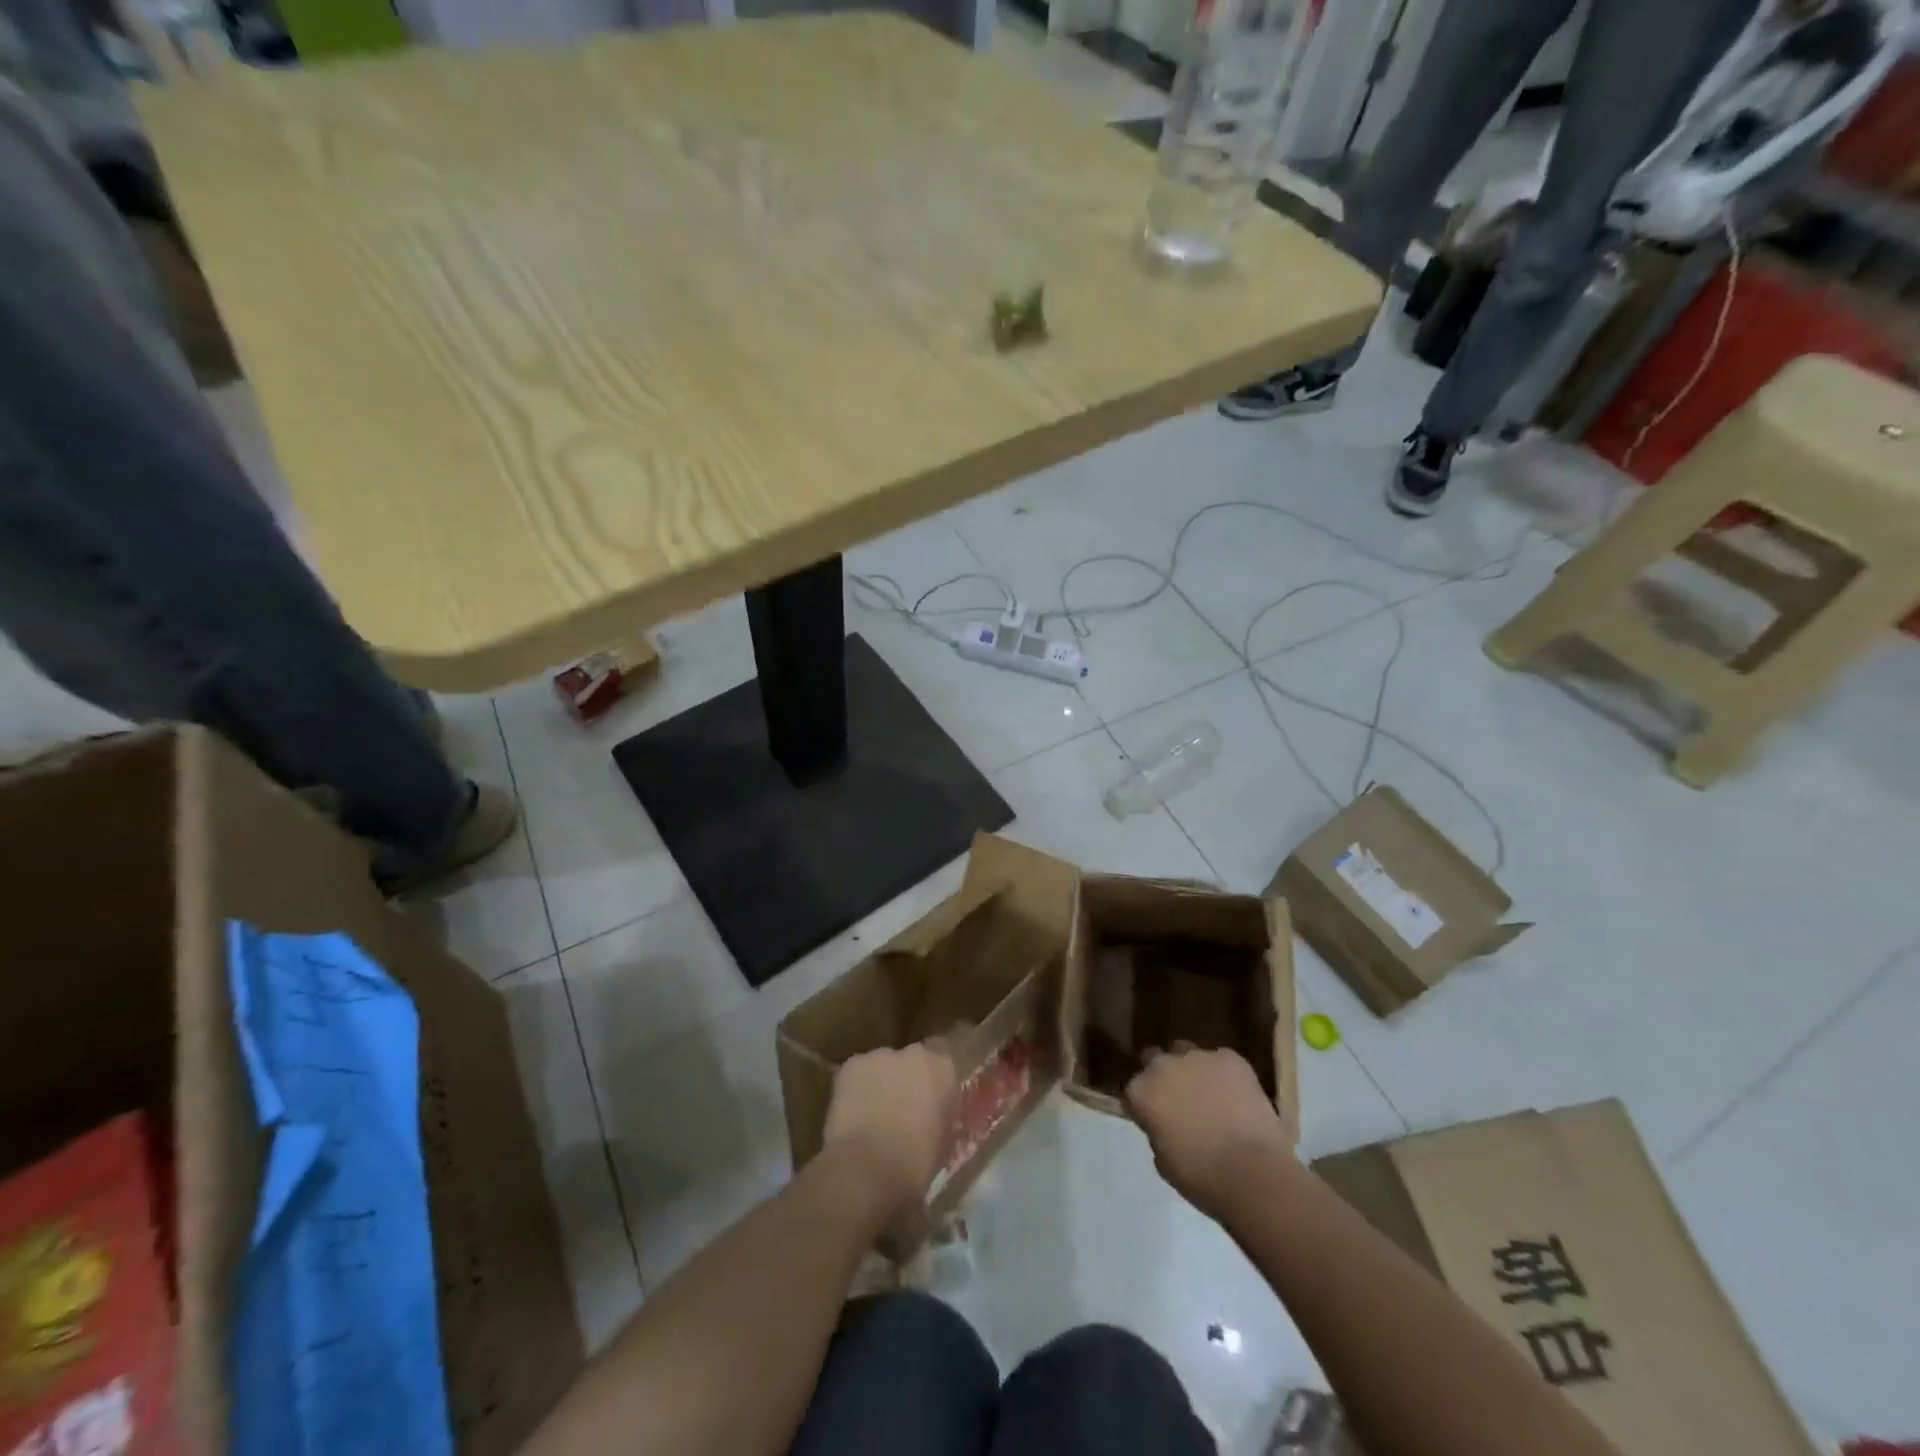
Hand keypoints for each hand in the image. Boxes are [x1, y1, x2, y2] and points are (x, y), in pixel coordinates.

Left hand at [823, 1043, 957, 1223]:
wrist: (870, 1167)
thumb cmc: (917, 1161)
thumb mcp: (945, 1141)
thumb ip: (942, 1116)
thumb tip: (935, 1116)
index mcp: (942, 1068)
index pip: (941, 1053)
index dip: (932, 1074)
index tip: (928, 1094)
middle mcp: (913, 1053)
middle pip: (910, 1058)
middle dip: (905, 1077)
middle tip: (900, 1107)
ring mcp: (880, 1056)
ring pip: (881, 1066)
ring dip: (880, 1083)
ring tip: (872, 1115)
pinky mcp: (851, 1065)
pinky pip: (856, 1074)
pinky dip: (855, 1089)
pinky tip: (852, 1115)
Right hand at [1125, 1044, 1291, 1218]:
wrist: (1253, 1173)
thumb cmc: (1202, 1177)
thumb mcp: (1163, 1161)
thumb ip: (1157, 1131)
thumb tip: (1164, 1124)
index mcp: (1141, 1091)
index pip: (1133, 1090)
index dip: (1144, 1104)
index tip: (1154, 1119)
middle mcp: (1163, 1065)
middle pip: (1155, 1061)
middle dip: (1164, 1077)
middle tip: (1180, 1102)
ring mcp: (1197, 1057)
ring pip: (1188, 1054)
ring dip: (1192, 1071)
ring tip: (1211, 1096)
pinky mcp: (1230, 1058)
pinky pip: (1221, 1061)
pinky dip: (1224, 1075)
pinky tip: (1236, 1097)